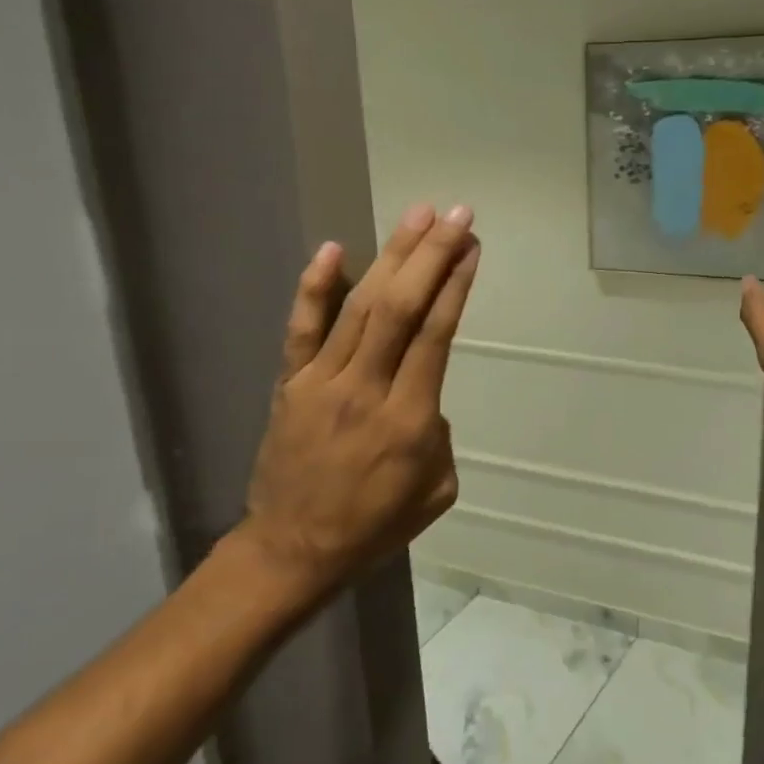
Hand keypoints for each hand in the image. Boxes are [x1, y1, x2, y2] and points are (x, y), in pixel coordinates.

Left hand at [232, 202, 479, 608]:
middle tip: (456, 215)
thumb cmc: (375, 525)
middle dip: (431, 255)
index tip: (472, 248)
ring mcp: (322, 382)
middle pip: (400, 308)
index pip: (436, 336)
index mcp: (409, 420)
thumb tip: (423, 398)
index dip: (455, 286)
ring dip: (391, 257)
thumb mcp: (437, 491)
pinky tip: (334, 249)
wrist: (295, 549)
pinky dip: (316, 288)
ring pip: (360, 308)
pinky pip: (302, 329)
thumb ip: (438, 435)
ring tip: (417, 216)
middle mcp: (366, 389)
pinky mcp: (290, 384)